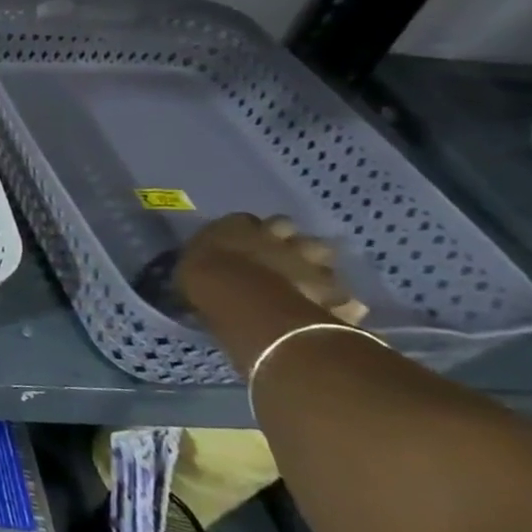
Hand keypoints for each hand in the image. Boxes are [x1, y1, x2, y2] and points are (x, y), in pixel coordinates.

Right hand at [177, 212, 366, 325]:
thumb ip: (203, 265)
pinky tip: (338, 310)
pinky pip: (342, 293)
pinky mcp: (329, 287)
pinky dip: (342, 301)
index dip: (245, 231)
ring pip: (320, 249)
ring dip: (316, 261)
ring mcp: (304, 258)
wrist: (243, 300)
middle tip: (278, 255)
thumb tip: (204, 270)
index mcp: (234, 227)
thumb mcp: (189, 270)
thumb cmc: (203, 281)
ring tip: (309, 278)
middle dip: (285, 238)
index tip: (240, 244)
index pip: (243, 221)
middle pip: (286, 227)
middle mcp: (273, 235)